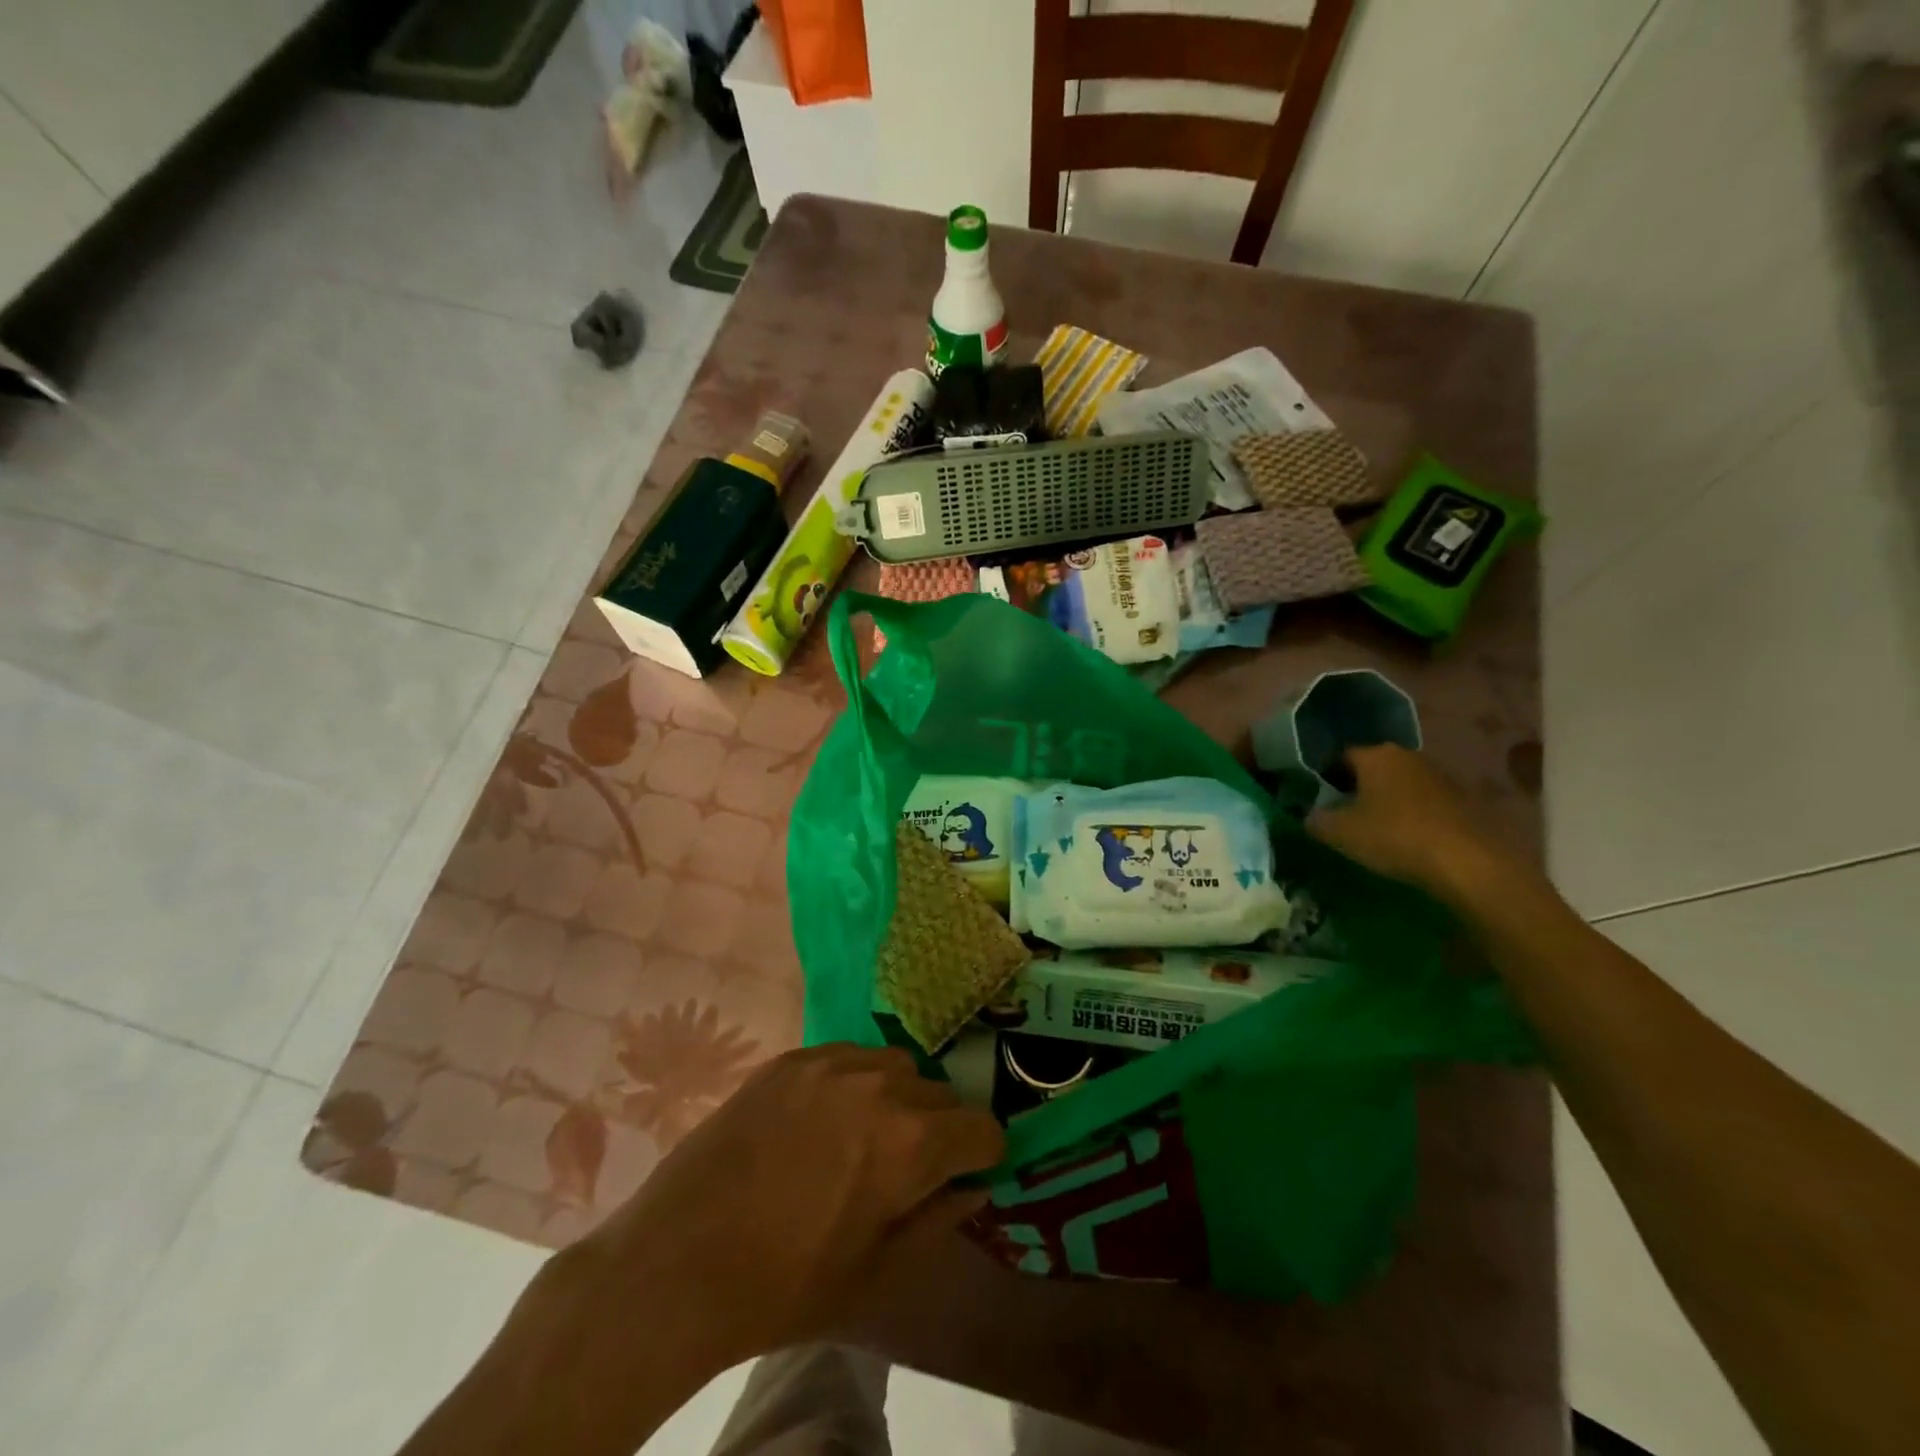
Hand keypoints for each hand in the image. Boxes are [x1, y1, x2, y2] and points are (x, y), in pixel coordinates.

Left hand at [560, 1044, 1003, 1368]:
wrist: (678, 1262)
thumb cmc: (785, 1285)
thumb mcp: (877, 1273)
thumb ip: (939, 1221)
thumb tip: (972, 1187)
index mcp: (912, 1142)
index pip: (983, 1127)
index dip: (980, 1156)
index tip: (960, 1176)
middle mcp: (881, 1085)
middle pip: (941, 1094)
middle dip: (940, 1130)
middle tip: (905, 1168)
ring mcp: (832, 1063)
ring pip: (896, 1068)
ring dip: (897, 1099)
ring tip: (861, 1137)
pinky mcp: (792, 1058)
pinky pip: (847, 1057)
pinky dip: (852, 1083)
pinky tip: (819, 1121)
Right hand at [1304, 744, 1534, 909]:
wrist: (1469, 862)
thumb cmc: (1395, 837)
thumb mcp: (1341, 833)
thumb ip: (1317, 821)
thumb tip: (1309, 815)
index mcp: (1375, 755)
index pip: (1340, 756)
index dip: (1325, 776)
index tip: (1318, 799)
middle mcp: (1407, 755)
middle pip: (1372, 768)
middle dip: (1356, 787)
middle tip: (1343, 814)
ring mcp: (1439, 775)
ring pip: (1399, 783)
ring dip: (1386, 801)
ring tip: (1375, 829)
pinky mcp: (1462, 798)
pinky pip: (1424, 801)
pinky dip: (1411, 814)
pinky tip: (1407, 838)